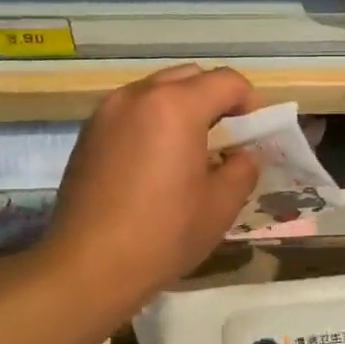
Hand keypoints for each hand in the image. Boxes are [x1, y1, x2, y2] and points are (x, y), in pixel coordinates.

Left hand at [39, 64, 259, 309]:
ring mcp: (107, 112)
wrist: (88, 266)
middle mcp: (138, 95)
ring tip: (192, 150)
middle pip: (190, 77)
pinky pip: (131, 112)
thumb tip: (242, 156)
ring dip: (182, 108)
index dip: (251, 102)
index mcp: (176, 106)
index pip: (227, 81)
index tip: (257, 134)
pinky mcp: (87, 134)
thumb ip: (242, 168)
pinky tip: (157, 163)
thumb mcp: (221, 205)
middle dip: (216, 99)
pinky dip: (152, 122)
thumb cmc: (163, 234)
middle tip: (228, 138)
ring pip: (156, 91)